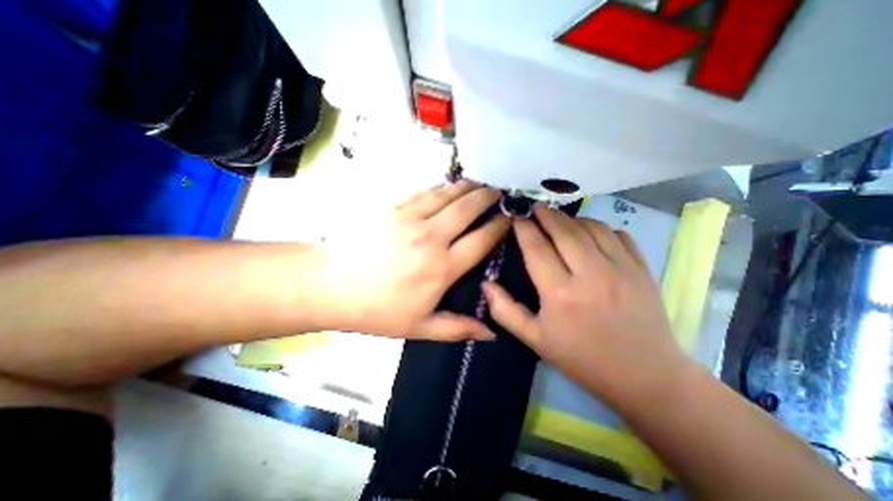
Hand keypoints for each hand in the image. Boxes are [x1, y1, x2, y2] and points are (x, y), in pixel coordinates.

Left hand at [322, 182, 505, 342]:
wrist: (331, 285)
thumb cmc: (377, 310)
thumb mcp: (420, 327)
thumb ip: (458, 328)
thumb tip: (491, 333)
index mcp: (442, 268)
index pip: (482, 240)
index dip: (499, 226)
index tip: (509, 218)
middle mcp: (431, 237)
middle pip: (468, 209)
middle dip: (488, 198)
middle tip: (498, 193)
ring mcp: (410, 218)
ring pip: (448, 195)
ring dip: (467, 188)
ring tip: (479, 184)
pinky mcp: (392, 207)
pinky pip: (424, 192)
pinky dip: (441, 187)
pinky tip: (447, 187)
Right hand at [481, 206, 689, 404]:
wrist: (644, 375)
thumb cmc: (582, 358)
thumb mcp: (535, 339)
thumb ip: (505, 311)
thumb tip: (486, 284)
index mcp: (560, 293)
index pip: (536, 247)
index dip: (523, 228)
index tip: (515, 217)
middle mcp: (590, 274)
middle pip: (563, 230)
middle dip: (545, 214)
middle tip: (535, 207)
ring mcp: (620, 268)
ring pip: (590, 227)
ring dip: (570, 218)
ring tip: (558, 219)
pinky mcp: (641, 268)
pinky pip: (617, 234)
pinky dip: (599, 227)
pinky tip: (589, 232)